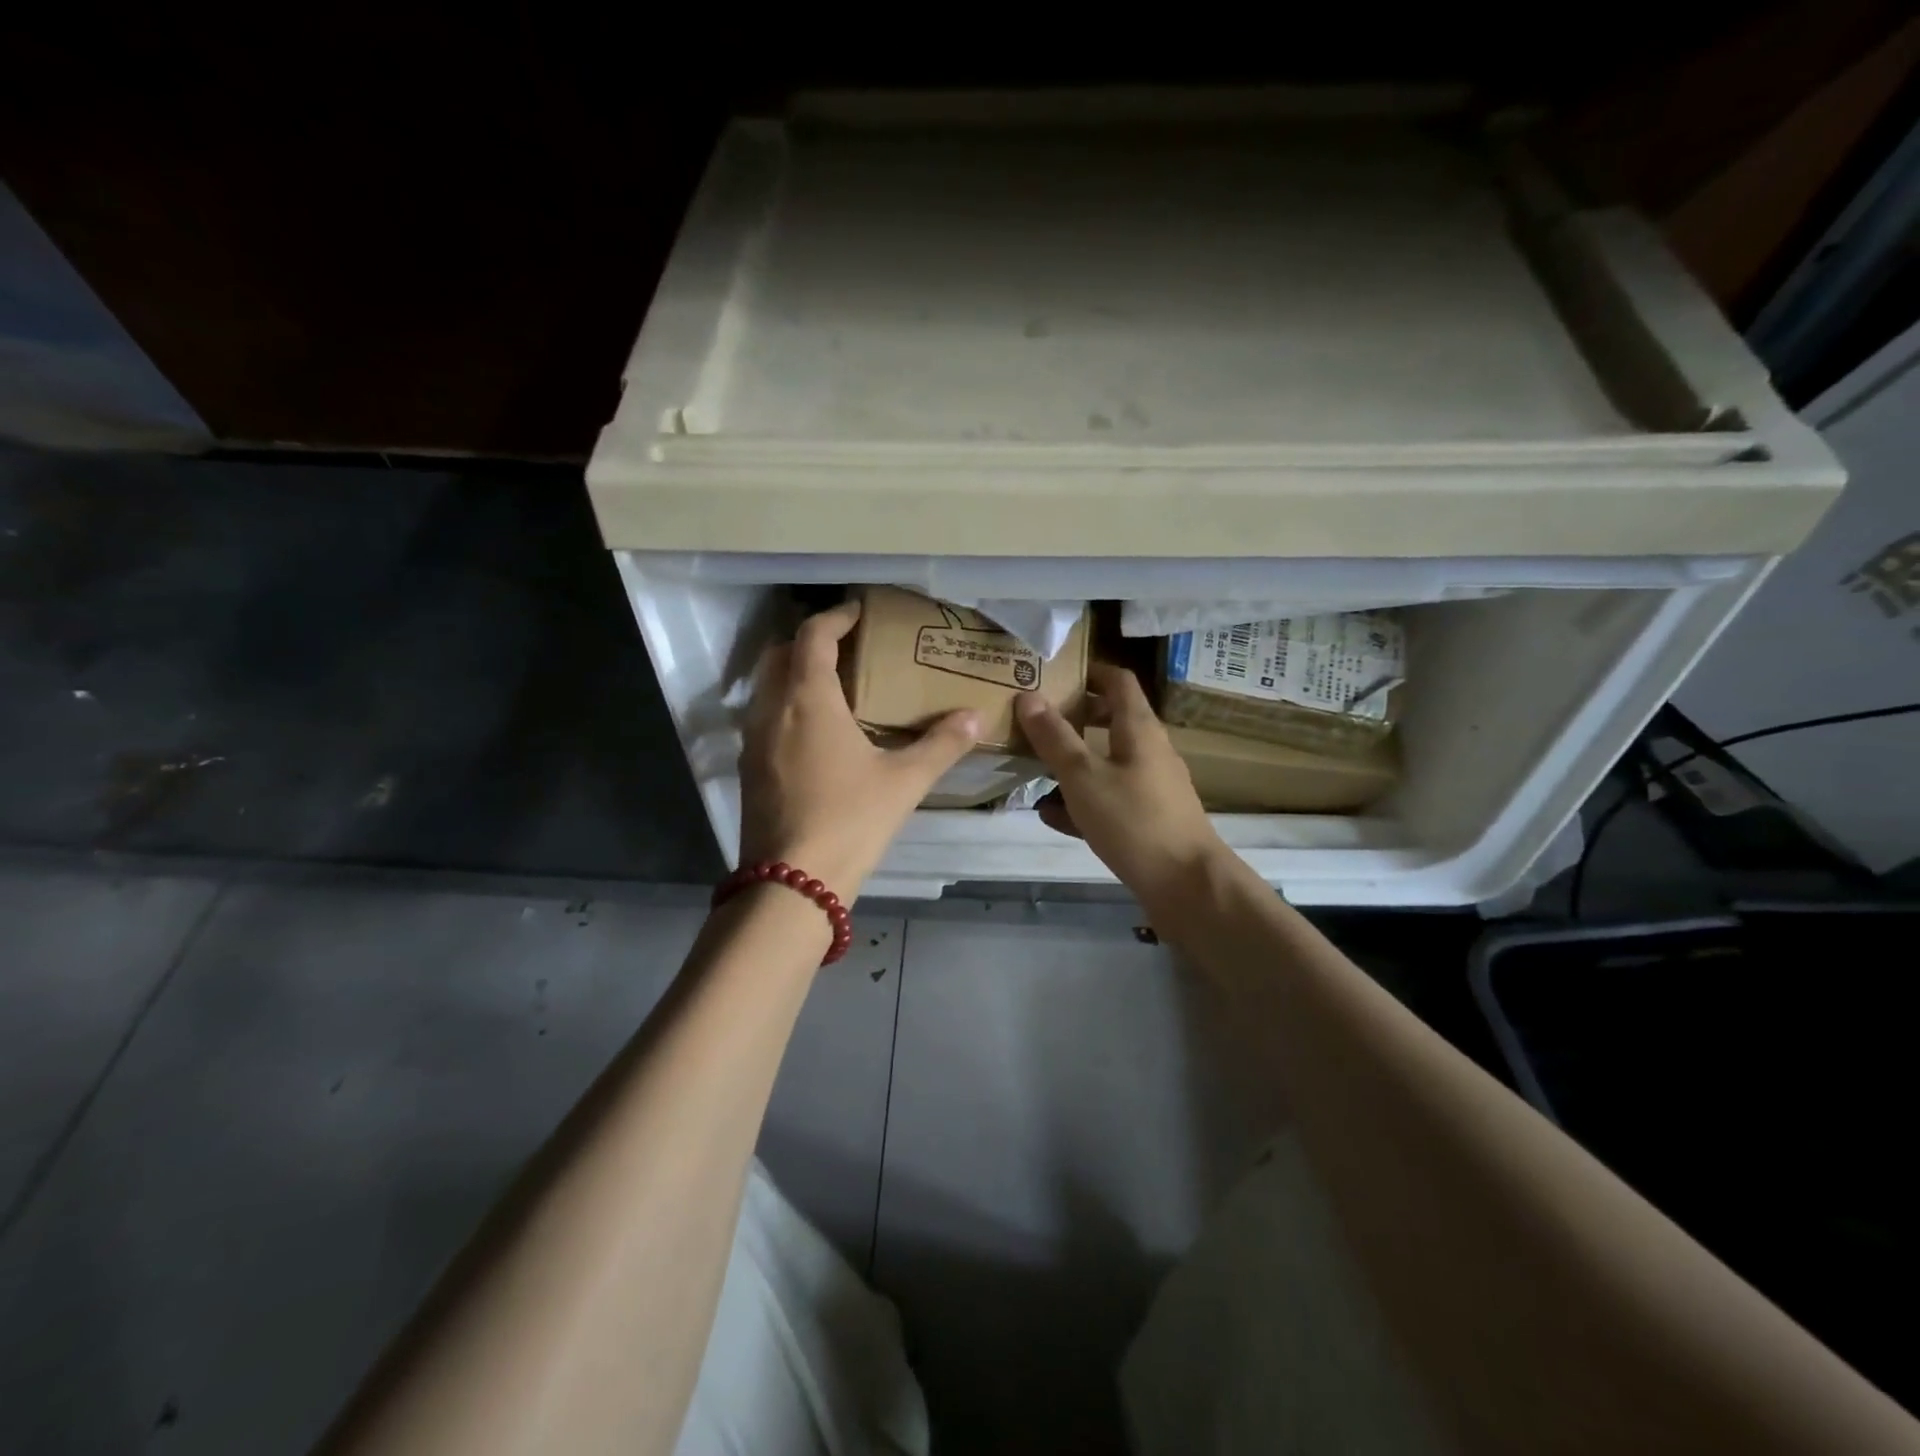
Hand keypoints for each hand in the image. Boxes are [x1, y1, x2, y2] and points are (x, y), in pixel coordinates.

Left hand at [738, 600, 979, 899]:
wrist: (792, 883)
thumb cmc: (850, 820)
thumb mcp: (904, 781)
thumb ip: (942, 744)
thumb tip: (975, 717)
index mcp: (808, 699)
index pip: (813, 636)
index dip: (836, 617)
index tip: (859, 613)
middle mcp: (772, 709)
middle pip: (780, 655)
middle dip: (810, 643)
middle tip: (848, 650)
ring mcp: (753, 740)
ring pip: (766, 688)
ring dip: (793, 675)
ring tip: (835, 689)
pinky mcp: (748, 769)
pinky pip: (763, 718)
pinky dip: (785, 707)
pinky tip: (816, 734)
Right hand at [1016, 664, 1225, 911]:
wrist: (1186, 886)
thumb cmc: (1134, 820)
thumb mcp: (1083, 776)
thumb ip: (1054, 738)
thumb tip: (1028, 696)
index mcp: (1138, 728)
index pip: (1118, 681)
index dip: (1089, 671)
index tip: (1053, 673)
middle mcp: (1148, 750)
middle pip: (1110, 720)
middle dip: (1073, 719)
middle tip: (1034, 721)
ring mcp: (1149, 786)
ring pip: (1105, 762)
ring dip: (1072, 762)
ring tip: (1031, 768)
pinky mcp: (1146, 819)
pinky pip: (1107, 799)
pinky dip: (1081, 801)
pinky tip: (1050, 815)